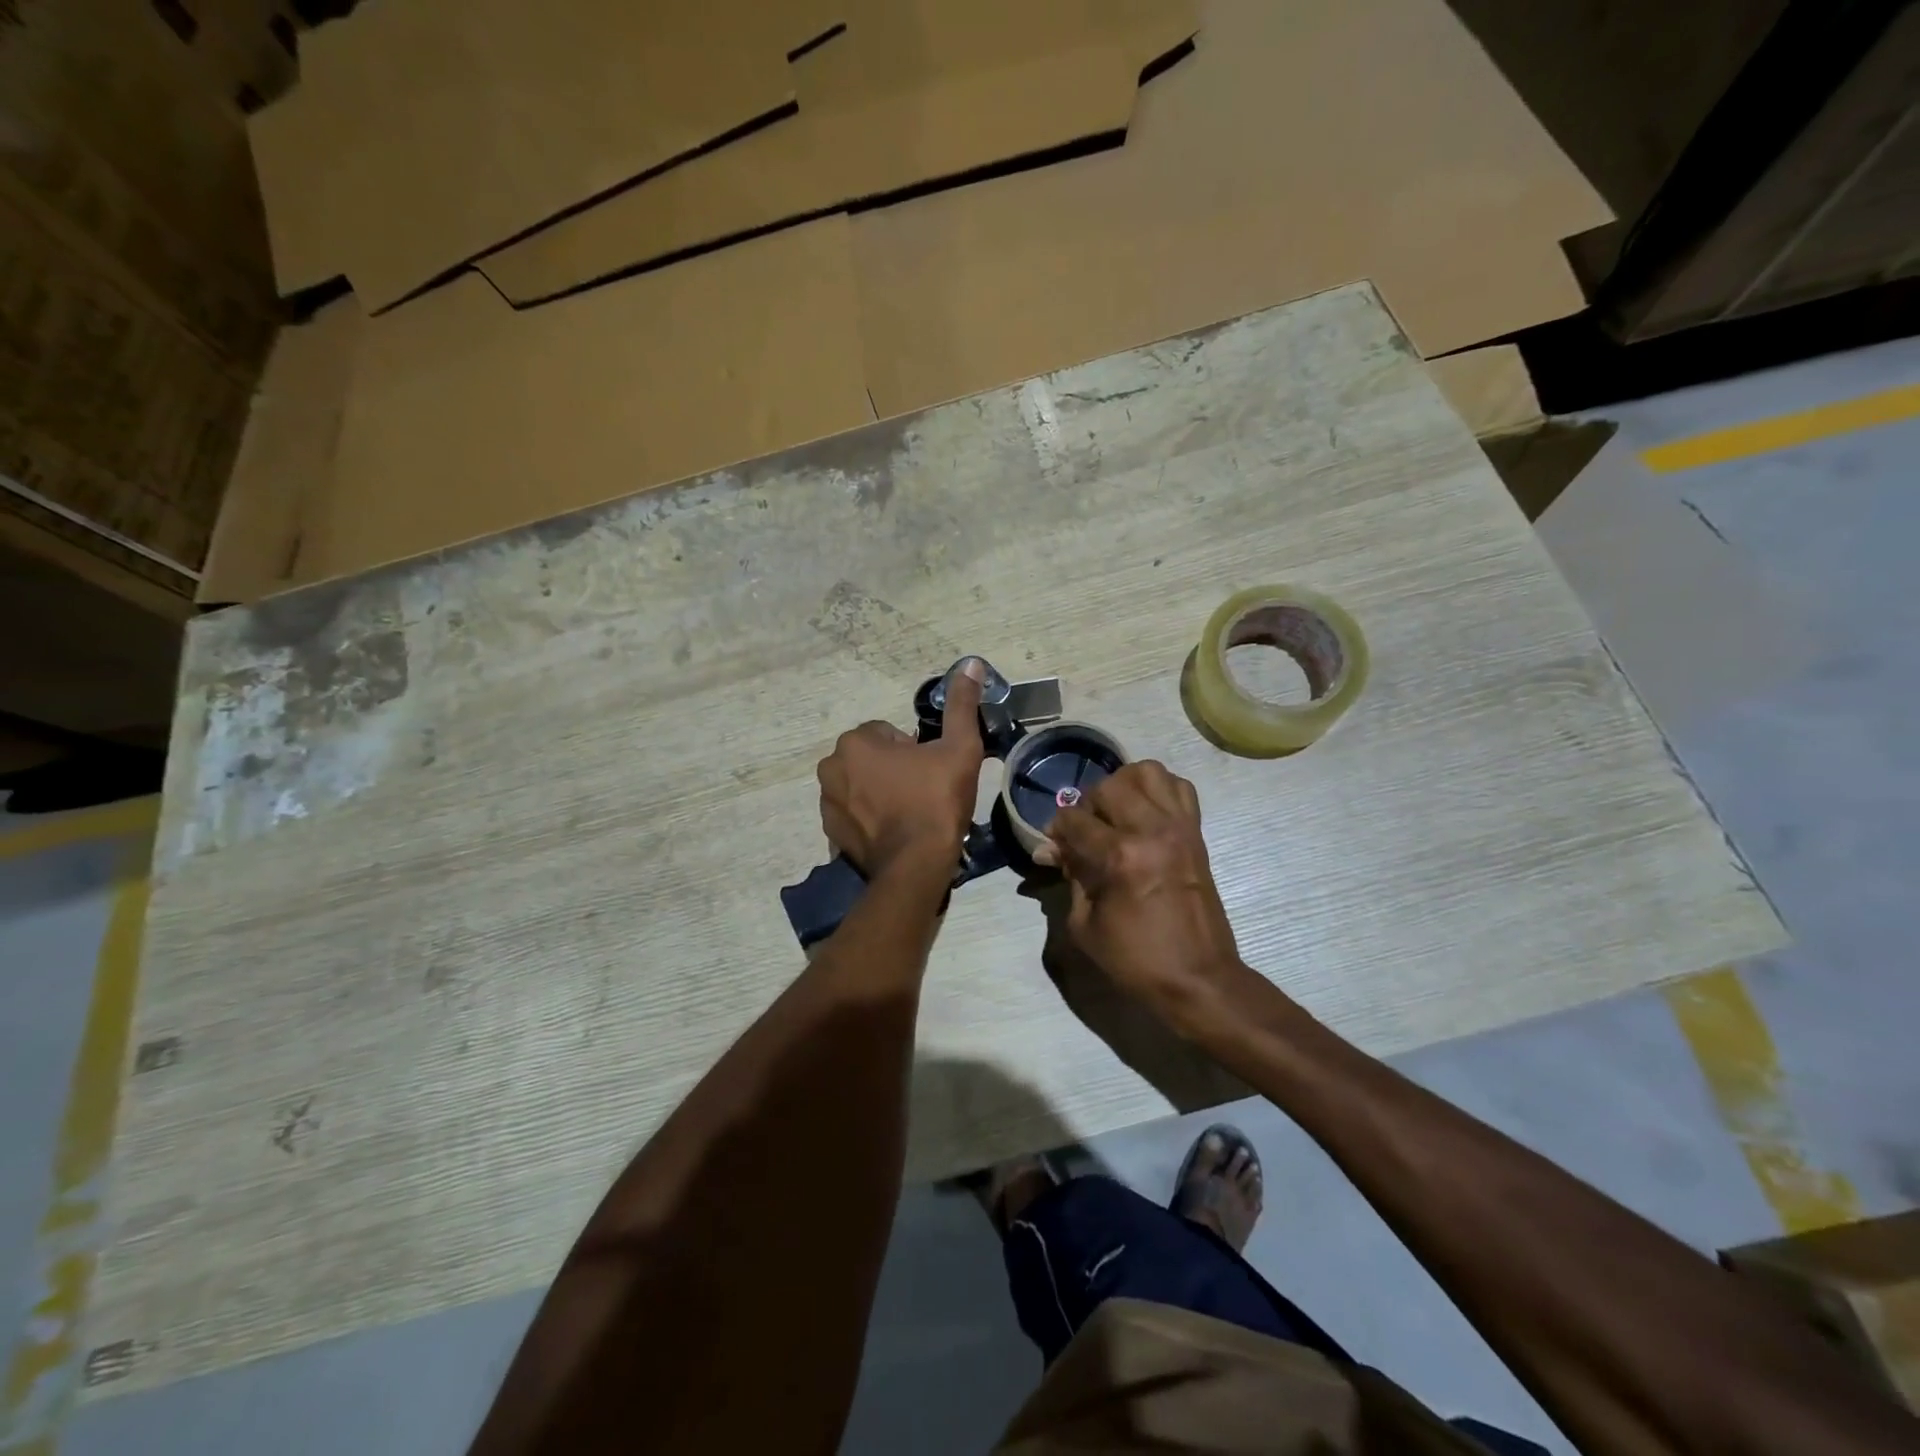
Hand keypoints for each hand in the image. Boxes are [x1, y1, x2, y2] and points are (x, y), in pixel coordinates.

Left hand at [816, 661, 984, 875]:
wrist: (916, 866)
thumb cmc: (937, 801)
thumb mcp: (959, 748)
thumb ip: (961, 705)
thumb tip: (970, 663)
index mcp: (856, 742)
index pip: (889, 734)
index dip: (916, 751)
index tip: (931, 772)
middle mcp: (831, 767)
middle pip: (872, 759)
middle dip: (894, 770)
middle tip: (924, 793)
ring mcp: (827, 802)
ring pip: (861, 785)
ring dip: (880, 793)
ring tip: (910, 814)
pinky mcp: (830, 833)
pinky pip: (853, 813)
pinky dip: (869, 818)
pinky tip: (895, 832)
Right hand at [1036, 761, 1251, 1034]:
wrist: (1199, 978)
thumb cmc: (1136, 959)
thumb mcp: (1085, 924)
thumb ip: (1070, 876)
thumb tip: (1051, 850)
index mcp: (1121, 856)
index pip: (1075, 819)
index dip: (1056, 829)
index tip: (1054, 845)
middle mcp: (1152, 830)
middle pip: (1108, 786)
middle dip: (1088, 805)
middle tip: (1086, 832)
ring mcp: (1180, 827)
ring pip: (1147, 772)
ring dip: (1124, 785)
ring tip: (1116, 814)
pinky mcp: (1197, 832)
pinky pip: (1179, 787)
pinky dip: (1158, 790)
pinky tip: (1145, 814)